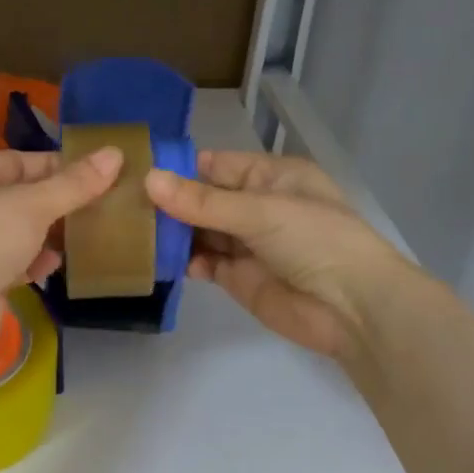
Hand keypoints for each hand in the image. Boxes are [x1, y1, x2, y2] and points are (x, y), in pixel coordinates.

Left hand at [0, 147, 121, 350]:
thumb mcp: (33, 204)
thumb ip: (74, 183)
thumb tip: (115, 153)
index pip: (16, 161)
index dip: (57, 166)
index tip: (97, 173)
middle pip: (16, 196)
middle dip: (55, 203)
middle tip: (99, 205)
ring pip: (15, 232)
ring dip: (47, 234)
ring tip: (85, 234)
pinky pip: (10, 262)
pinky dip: (32, 262)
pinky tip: (55, 265)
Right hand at [144, 151, 413, 360]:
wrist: (352, 308)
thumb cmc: (315, 240)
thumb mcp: (260, 211)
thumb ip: (203, 201)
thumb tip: (149, 180)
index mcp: (272, 177)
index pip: (217, 165)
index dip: (181, 167)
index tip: (135, 168)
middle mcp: (258, 206)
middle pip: (205, 199)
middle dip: (170, 201)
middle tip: (121, 201)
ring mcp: (248, 244)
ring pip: (201, 231)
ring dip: (173, 232)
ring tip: (131, 229)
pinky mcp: (239, 278)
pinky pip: (205, 262)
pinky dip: (184, 261)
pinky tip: (159, 259)